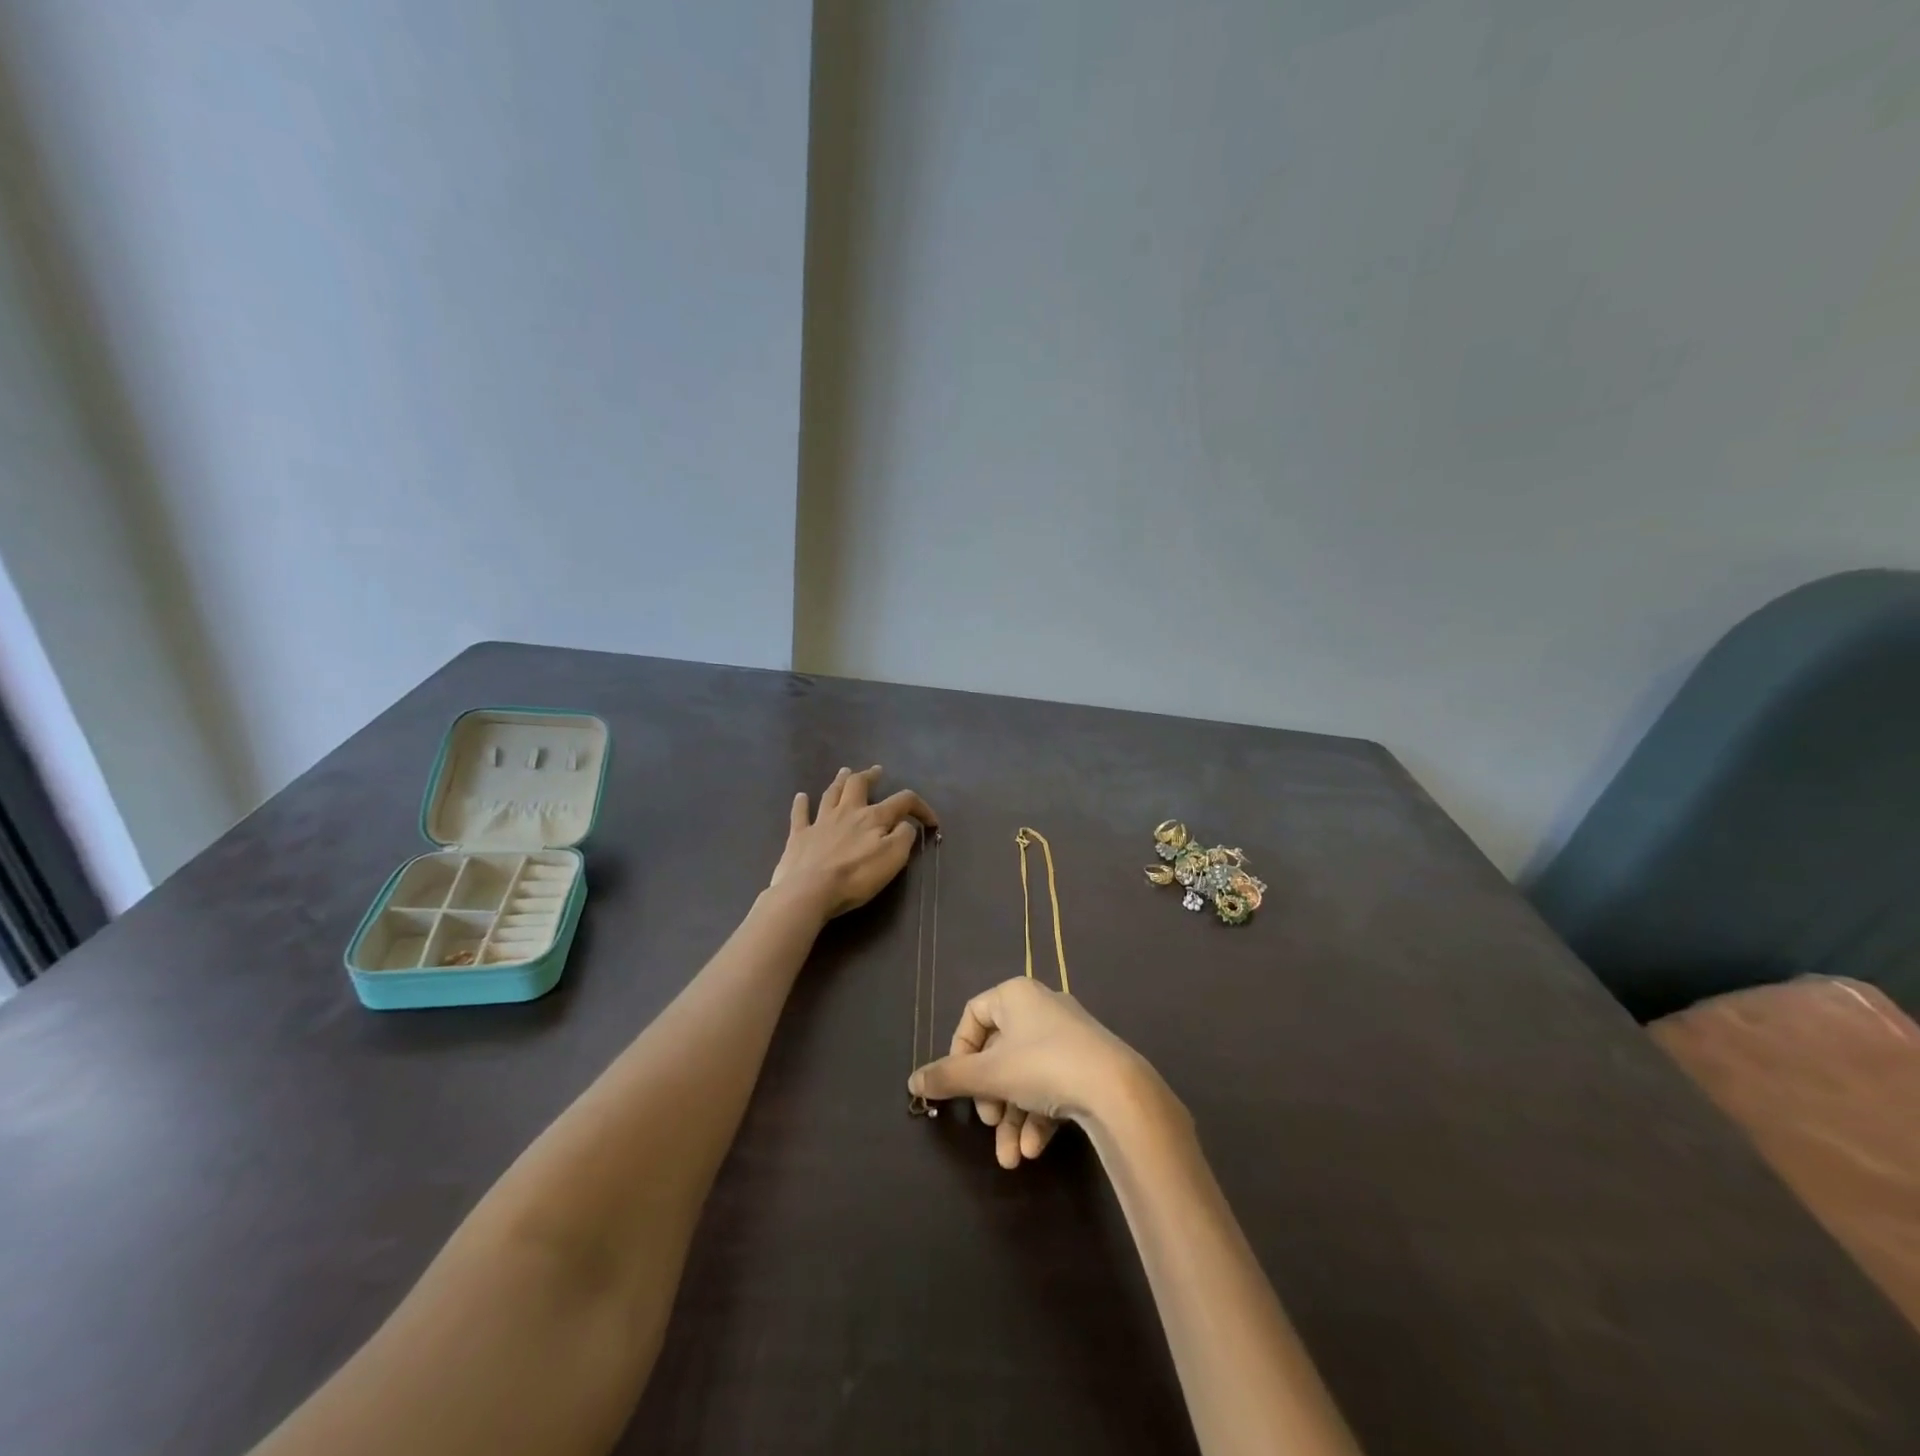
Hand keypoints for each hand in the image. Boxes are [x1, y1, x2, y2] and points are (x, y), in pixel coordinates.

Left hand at [769, 766, 937, 919]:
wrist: (809, 891)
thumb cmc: (856, 876)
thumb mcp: (893, 858)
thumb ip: (903, 836)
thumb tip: (905, 824)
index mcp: (873, 818)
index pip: (903, 801)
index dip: (920, 808)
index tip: (931, 822)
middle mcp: (847, 812)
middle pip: (858, 785)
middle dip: (870, 776)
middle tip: (877, 771)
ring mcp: (820, 822)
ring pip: (831, 794)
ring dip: (840, 781)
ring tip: (845, 771)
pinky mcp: (799, 836)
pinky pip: (800, 814)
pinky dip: (801, 804)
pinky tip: (801, 797)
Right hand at [908, 977, 1163, 1168]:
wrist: (1116, 1088)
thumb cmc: (1042, 1066)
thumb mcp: (989, 1074)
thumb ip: (948, 1078)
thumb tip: (912, 1081)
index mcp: (1016, 995)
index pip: (974, 1014)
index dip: (960, 1051)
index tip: (958, 1084)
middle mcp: (1041, 1008)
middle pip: (1000, 1052)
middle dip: (991, 1098)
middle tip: (990, 1121)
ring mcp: (1067, 1037)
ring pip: (1026, 1078)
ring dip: (1014, 1119)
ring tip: (1011, 1159)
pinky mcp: (1087, 1065)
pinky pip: (1052, 1086)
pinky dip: (1039, 1117)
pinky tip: (1034, 1150)